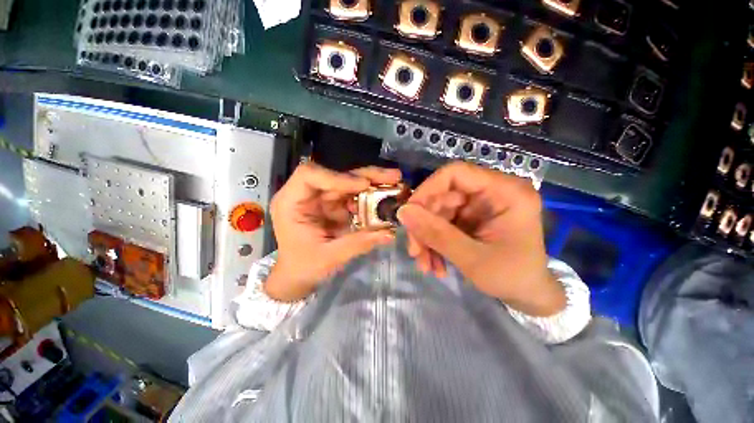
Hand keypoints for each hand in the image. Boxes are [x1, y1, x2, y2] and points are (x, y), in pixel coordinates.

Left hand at [264, 163, 400, 301]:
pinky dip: (371, 197)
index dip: (337, 177)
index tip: (363, 185)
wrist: (297, 277)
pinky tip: (386, 197)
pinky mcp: (335, 206)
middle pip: (336, 175)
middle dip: (365, 175)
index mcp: (292, 203)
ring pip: (349, 183)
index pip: (310, 175)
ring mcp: (323, 199)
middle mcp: (308, 195)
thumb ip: (358, 243)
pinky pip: (354, 196)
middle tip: (392, 176)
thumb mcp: (328, 258)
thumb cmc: (303, 268)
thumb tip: (389, 233)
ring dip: (373, 183)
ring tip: (396, 183)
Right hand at [398, 162, 565, 315]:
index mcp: (505, 192)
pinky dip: (434, 243)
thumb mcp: (472, 258)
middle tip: (415, 251)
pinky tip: (435, 264)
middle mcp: (491, 192)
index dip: (428, 190)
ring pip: (438, 212)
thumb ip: (436, 234)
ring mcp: (479, 206)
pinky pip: (442, 224)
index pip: (456, 173)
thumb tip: (402, 211)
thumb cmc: (512, 278)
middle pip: (442, 196)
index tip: (410, 215)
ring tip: (425, 264)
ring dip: (427, 238)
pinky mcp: (470, 218)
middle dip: (424, 225)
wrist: (528, 296)